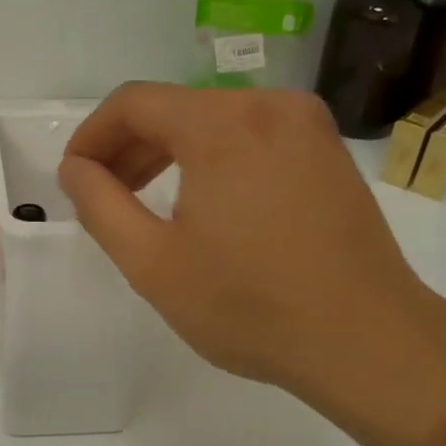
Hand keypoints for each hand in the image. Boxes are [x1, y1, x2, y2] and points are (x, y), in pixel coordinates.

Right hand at [58, 83, 441, 409]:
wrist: (371, 342)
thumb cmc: (250, 305)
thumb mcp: (152, 263)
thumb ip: (99, 205)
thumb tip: (75, 167)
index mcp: (221, 124)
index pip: (133, 103)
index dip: (92, 135)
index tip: (74, 176)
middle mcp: (267, 105)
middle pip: (174, 107)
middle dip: (128, 146)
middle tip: (103, 194)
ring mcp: (306, 124)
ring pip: (212, 119)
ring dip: (169, 152)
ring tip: (146, 200)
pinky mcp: (327, 149)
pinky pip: (251, 134)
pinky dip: (213, 157)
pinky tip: (205, 201)